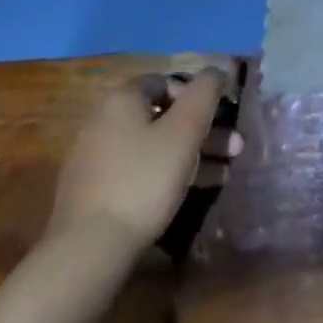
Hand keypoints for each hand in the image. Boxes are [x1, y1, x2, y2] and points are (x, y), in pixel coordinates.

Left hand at [46, 70, 243, 252]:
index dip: (198, 96)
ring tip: (224, 173)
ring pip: (154, 146)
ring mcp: (95, 160)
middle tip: (234, 147)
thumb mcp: (185, 129)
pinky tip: (192, 191)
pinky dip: (166, 175)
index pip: (167, 82)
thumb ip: (205, 92)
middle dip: (202, 130)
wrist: (87, 251)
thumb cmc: (144, 179)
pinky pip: (139, 171)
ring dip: (191, 154)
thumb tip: (216, 71)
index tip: (221, 116)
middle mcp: (103, 122)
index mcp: (122, 99)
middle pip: (163, 117)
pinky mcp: (94, 194)